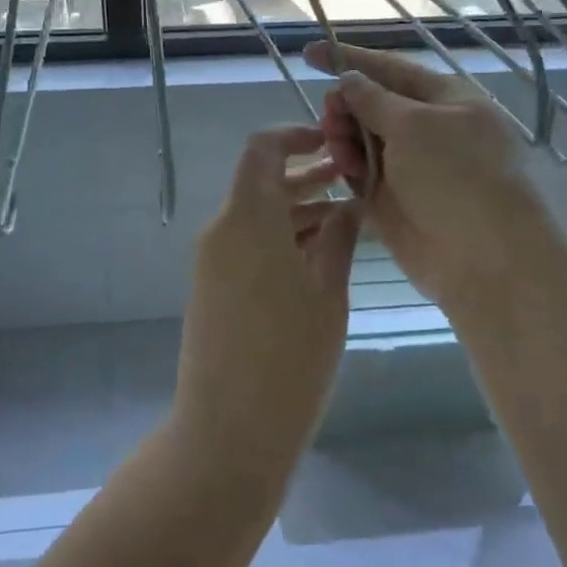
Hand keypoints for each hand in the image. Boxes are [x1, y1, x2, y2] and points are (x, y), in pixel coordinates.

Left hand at [172, 126, 360, 484]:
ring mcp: (212, 261)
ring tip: (347, 220)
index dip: (295, 135)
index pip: (262, 149)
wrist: (228, 431)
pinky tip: (318, 256)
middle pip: (261, 183)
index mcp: (248, 219)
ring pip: (256, 216)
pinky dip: (279, 238)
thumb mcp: (327, 293)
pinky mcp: (212, 288)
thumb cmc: (290, 359)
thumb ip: (338, 239)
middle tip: (354, 182)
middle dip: (306, 177)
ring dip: (296, 211)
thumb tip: (347, 206)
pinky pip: (246, 244)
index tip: (332, 142)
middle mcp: (222, 230)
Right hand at [305, 41, 558, 315]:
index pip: (389, 68)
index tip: (309, 53)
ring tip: (343, 155)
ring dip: (343, 138)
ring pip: (360, 138)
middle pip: (370, 103)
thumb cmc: (459, 178)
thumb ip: (375, 99)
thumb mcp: (416, 126)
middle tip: (331, 119)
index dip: (350, 59)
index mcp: (443, 98)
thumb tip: (351, 79)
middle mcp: (426, 127)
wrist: (486, 260)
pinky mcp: (392, 198)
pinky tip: (345, 173)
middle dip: (345, 106)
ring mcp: (409, 165)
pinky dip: (348, 168)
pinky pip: (359, 172)